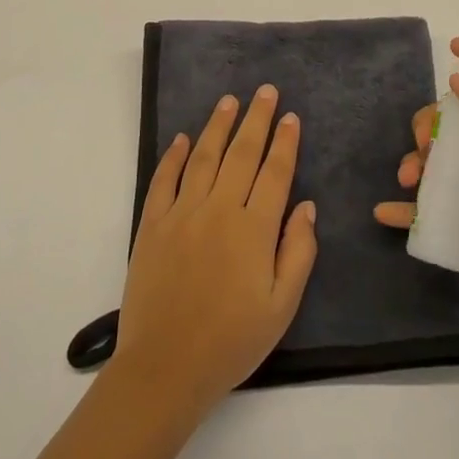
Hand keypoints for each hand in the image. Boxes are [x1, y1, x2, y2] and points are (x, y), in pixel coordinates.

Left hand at [113, 86, 318, 415]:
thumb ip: (299, 252)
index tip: (290, 117)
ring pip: (203, 156)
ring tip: (230, 101)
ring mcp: (182, 213)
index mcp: (254, 229)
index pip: (275, 172)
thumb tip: (306, 207)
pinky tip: (182, 138)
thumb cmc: (232, 341)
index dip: (284, 142)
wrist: (166, 367)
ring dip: (218, 126)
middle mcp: (219, 209)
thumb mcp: (282, 307)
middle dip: (256, 119)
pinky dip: (173, 155)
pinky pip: (164, 179)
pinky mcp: (152, 224)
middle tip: (265, 91)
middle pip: (241, 153)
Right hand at [374, 38, 458, 317]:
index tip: (453, 49)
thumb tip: (457, 78)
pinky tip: (386, 212)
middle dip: (431, 122)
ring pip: (440, 158)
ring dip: (415, 162)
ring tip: (408, 180)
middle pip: (456, 117)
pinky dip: (409, 209)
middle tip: (424, 144)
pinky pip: (434, 206)